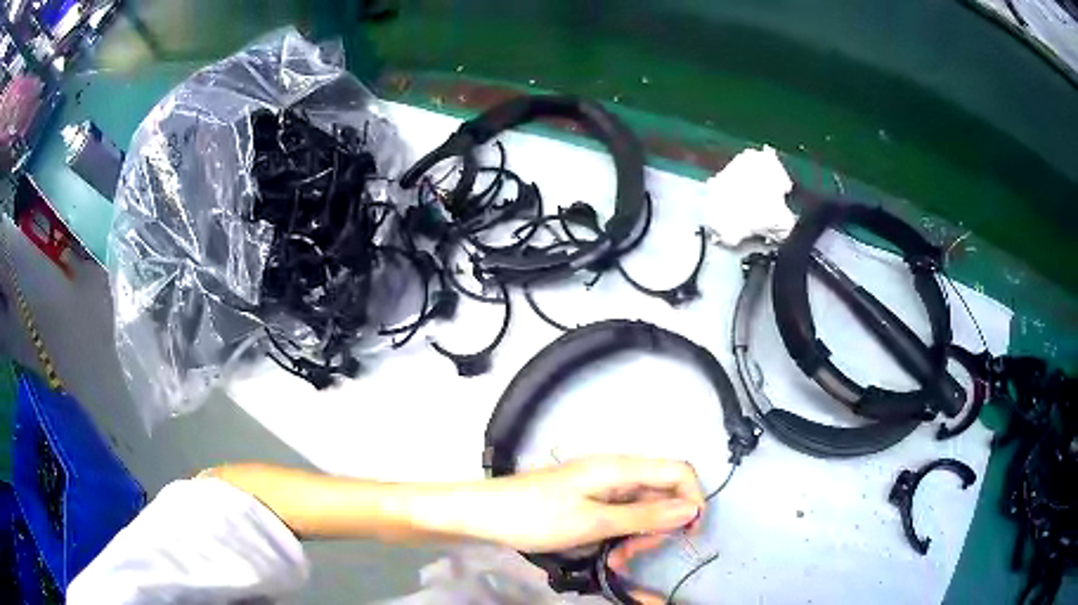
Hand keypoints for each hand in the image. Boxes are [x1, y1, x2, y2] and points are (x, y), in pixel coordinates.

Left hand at [461, 455, 704, 552]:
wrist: (484, 513)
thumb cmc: (537, 516)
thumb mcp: (594, 522)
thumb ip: (645, 517)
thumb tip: (693, 508)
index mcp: (621, 468)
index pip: (679, 471)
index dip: (692, 499)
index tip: (688, 534)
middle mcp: (617, 472)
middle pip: (661, 493)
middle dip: (658, 527)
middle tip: (633, 553)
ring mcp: (602, 487)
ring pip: (642, 510)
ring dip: (637, 537)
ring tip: (614, 558)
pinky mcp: (590, 501)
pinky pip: (620, 517)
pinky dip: (619, 536)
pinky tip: (605, 553)